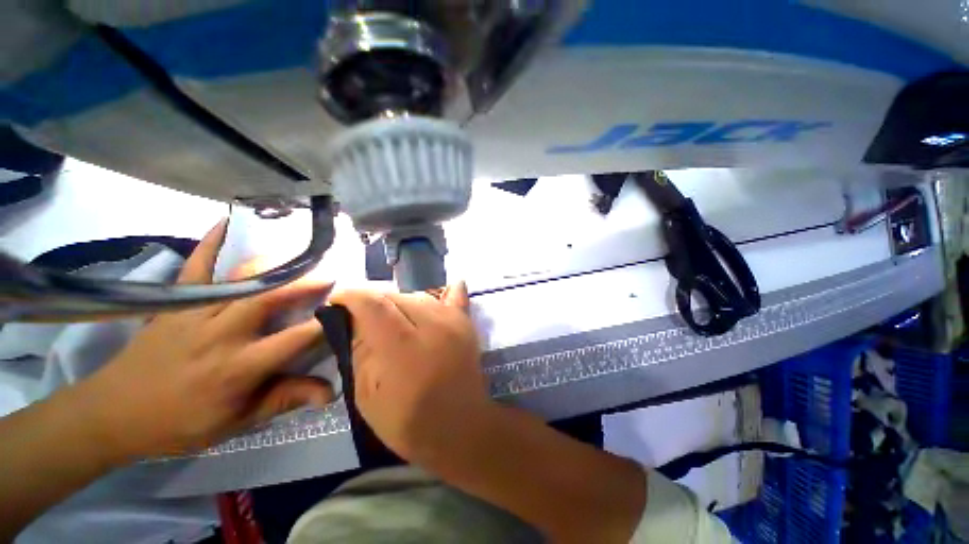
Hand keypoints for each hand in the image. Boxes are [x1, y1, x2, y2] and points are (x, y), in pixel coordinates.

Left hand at [75, 219, 333, 459]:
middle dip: (305, 283)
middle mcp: (221, 335)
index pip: (295, 339)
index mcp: (239, 368)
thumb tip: (331, 392)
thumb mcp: (236, 421)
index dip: (325, 323)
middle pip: (270, 298)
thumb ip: (285, 400)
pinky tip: (225, 224)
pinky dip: (210, 244)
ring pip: (241, 280)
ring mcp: (195, 314)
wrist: (114, 413)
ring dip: (275, 266)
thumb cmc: (181, 423)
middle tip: (329, 274)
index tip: (347, 310)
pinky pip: (195, 268)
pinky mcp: (175, 304)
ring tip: (298, 258)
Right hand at [329, 283, 490, 464]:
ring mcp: (453, 321)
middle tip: (364, 317)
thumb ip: (360, 350)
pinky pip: (454, 295)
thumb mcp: (367, 395)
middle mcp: (431, 324)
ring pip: (419, 295)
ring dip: (401, 302)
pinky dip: (442, 293)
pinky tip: (437, 295)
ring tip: (394, 319)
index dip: (350, 296)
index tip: (337, 301)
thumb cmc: (409, 421)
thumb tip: (356, 320)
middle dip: (374, 301)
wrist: (461, 427)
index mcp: (402, 346)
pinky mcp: (467, 323)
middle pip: (396, 296)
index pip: (373, 303)